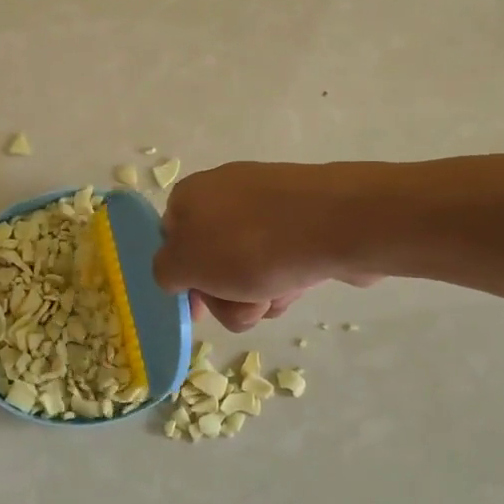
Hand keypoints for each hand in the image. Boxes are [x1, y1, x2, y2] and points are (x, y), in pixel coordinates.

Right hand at [154, 163, 377, 331]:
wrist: (337, 224)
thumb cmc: (251, 244)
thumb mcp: (186, 262)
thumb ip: (165, 270)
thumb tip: (177, 271)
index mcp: (190, 195)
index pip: (170, 241)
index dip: (181, 278)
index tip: (197, 308)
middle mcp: (225, 195)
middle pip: (210, 263)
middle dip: (223, 295)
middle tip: (242, 301)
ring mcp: (267, 207)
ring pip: (246, 271)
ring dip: (255, 295)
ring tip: (276, 293)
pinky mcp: (302, 222)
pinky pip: (281, 262)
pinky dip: (285, 281)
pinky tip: (300, 284)